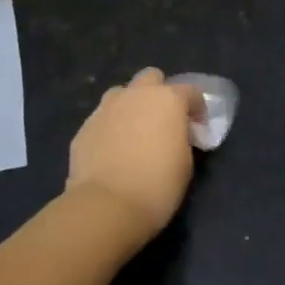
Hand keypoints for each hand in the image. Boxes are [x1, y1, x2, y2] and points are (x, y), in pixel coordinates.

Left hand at [64, 68, 202, 239]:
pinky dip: (111, 128)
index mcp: (167, 99)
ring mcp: (106, 108)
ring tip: (135, 132)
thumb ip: (182, 138)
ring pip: (122, 94)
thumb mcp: (185, 163)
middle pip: (151, 78)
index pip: (190, 91)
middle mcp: (136, 95)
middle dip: (160, 93)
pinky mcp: (85, 127)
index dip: (197, 108)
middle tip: (163, 121)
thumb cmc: (157, 185)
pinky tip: (113, 151)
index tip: (199, 128)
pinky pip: (103, 118)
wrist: (106, 206)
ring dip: (131, 106)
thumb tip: (174, 134)